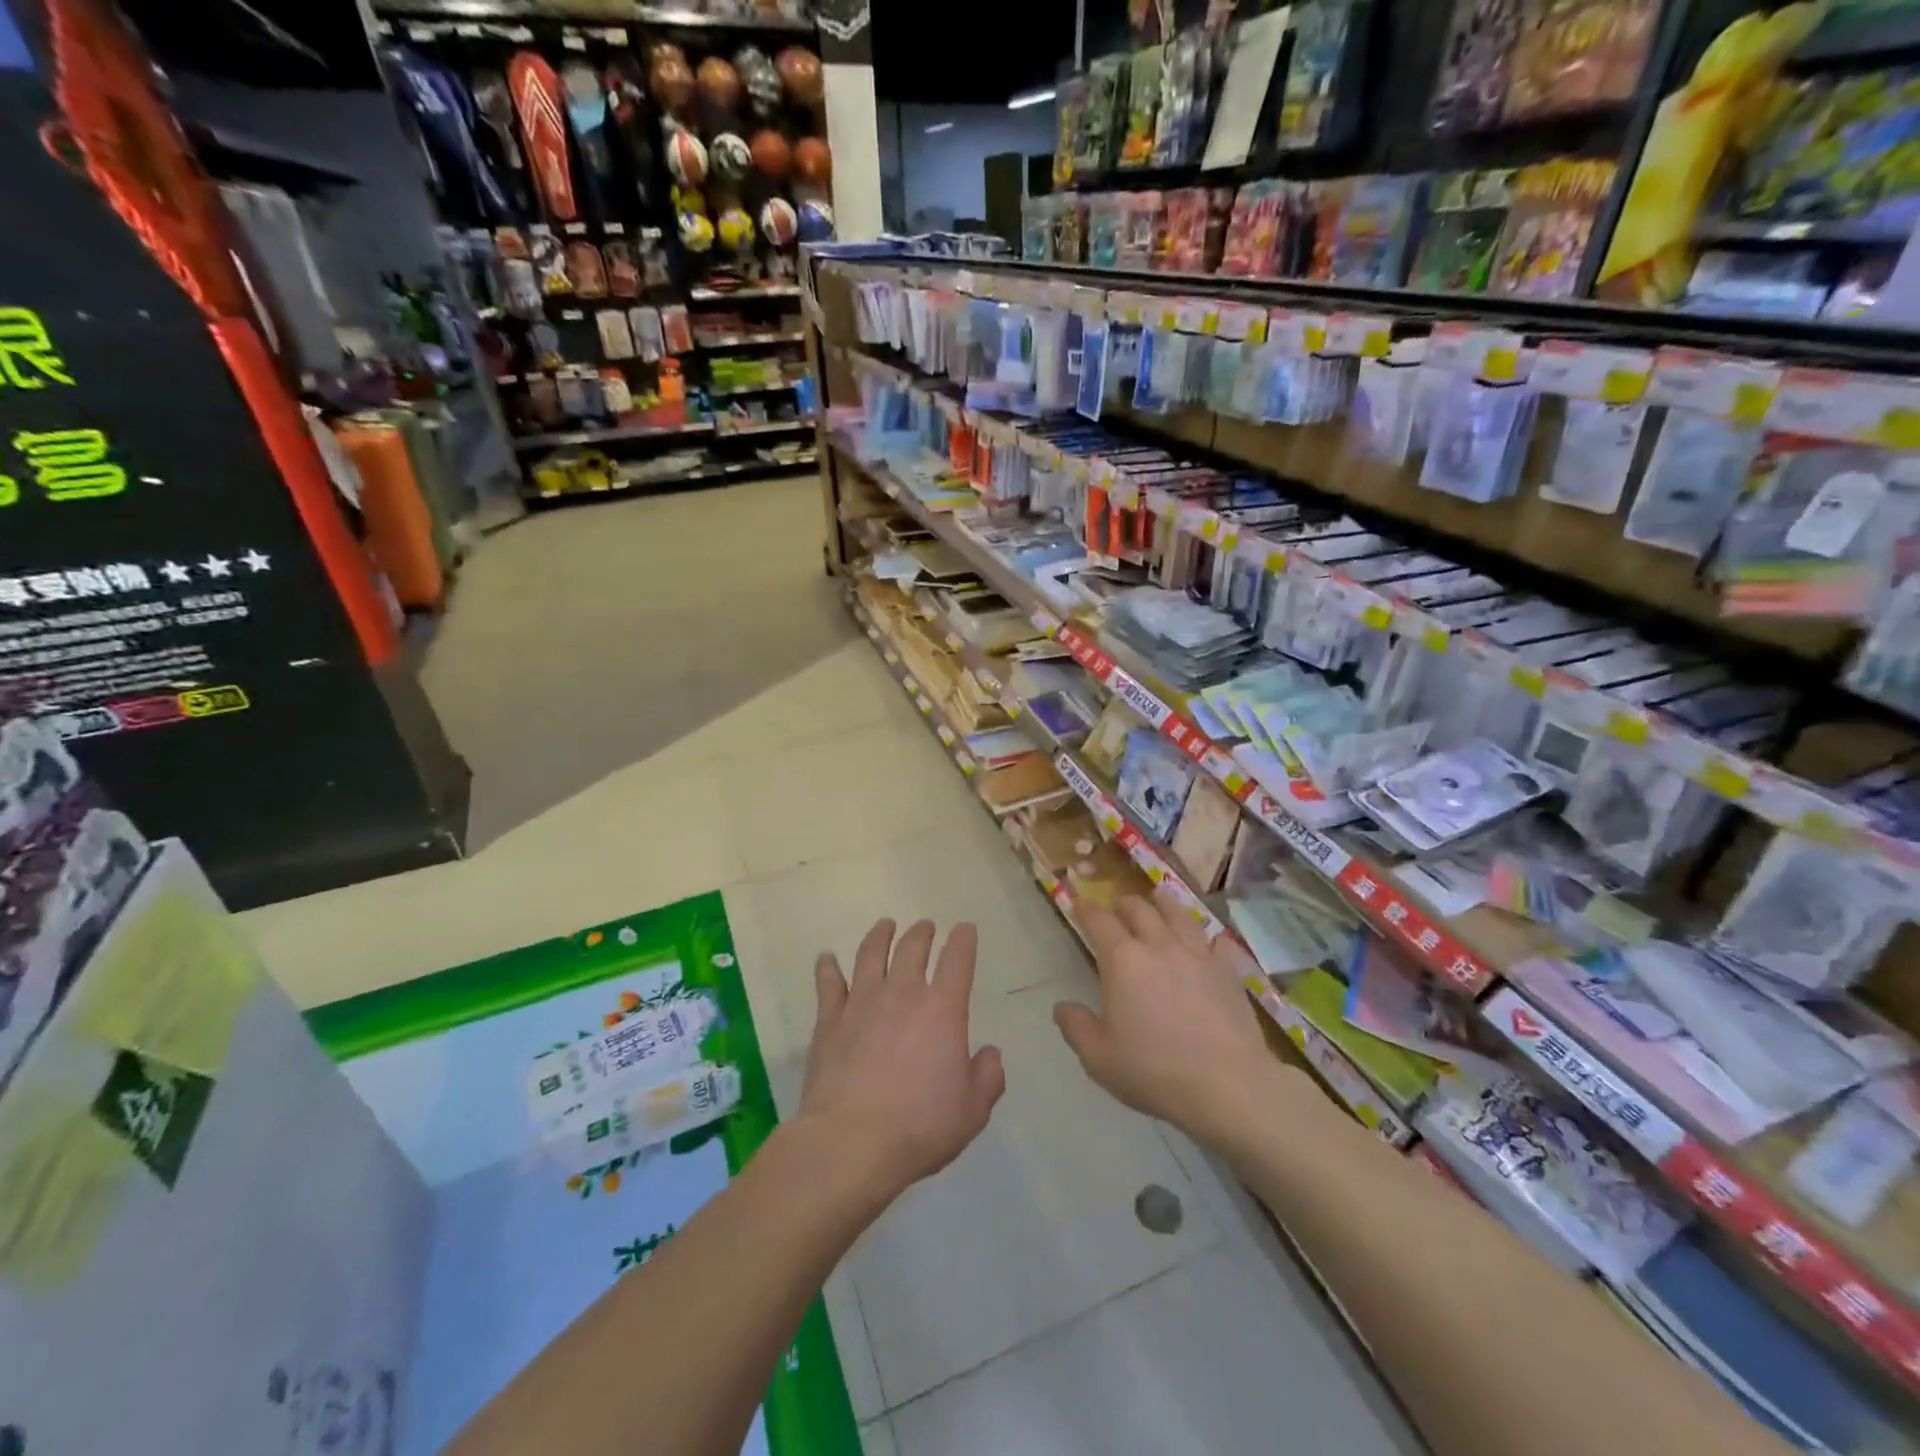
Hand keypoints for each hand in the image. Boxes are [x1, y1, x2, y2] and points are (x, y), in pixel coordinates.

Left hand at [798, 919, 1004, 1199]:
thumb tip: (989, 1054)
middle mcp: (903, 994)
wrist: (851, 1142)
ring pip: (871, 954)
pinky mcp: (829, 1020)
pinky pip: (828, 983)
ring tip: (885, 925)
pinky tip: (826, 958)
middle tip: (925, 926)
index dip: (964, 940)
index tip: (965, 929)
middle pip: (912, 948)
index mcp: (943, 1009)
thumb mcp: (972, 1110)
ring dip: (880, 935)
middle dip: (922, 932)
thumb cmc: (920, 1126)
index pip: (958, 960)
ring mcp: (862, 1002)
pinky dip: (828, 967)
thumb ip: (987, 1077)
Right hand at [1054, 889, 1276, 1144]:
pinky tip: (1208, 940)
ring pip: (1178, 914)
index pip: (1099, 921)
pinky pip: (1215, 942)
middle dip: (1123, 904)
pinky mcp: (1228, 971)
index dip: (1086, 909)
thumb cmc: (1155, 1070)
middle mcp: (1158, 946)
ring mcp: (1197, 955)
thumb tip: (1062, 1007)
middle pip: (1139, 909)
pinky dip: (1206, 937)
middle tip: (1116, 907)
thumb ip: (1076, 1027)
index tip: (1079, 902)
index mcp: (1122, 960)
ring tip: (1158, 897)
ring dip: (1163, 903)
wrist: (1228, 1084)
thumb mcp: (1099, 1058)